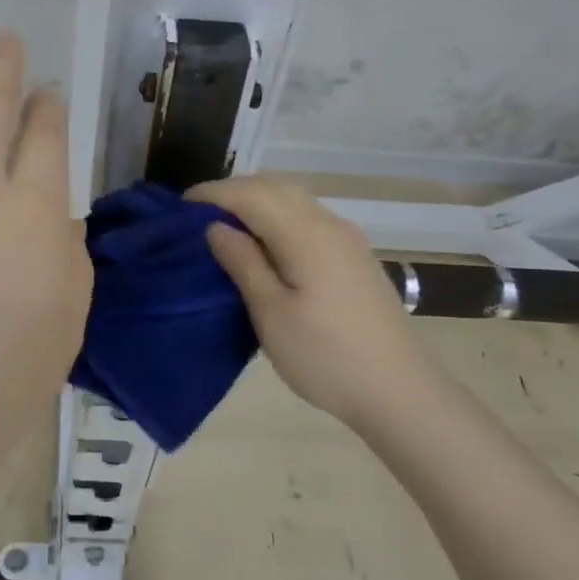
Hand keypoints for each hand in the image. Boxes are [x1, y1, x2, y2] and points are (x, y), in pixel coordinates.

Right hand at [190, 176, 441, 429]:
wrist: (400, 391)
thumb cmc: (326, 356)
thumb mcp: (271, 313)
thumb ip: (242, 262)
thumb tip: (216, 227)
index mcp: (306, 233)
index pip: (251, 194)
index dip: (212, 194)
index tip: (179, 208)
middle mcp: (329, 224)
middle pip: (274, 188)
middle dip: (232, 194)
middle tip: (196, 218)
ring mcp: (346, 239)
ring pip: (293, 201)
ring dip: (256, 204)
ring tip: (224, 230)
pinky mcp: (354, 257)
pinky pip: (307, 220)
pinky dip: (277, 219)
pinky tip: (264, 246)